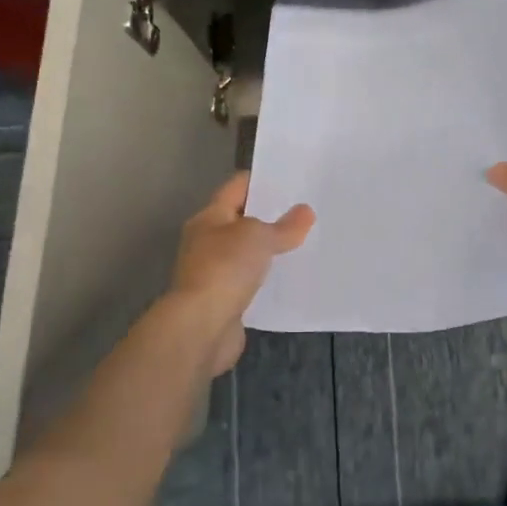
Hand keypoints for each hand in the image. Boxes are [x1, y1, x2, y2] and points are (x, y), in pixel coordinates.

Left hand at [169, 173, 314, 376]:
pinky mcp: (223, 301)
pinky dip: (266, 279)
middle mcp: (207, 242)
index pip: (236, 188)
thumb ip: (284, 226)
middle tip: (304, 211)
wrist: (201, 326)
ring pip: (246, 253)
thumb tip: (305, 212)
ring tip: (303, 242)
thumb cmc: (225, 268)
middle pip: (241, 221)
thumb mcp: (259, 238)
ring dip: (268, 250)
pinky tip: (289, 277)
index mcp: (209, 218)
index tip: (290, 179)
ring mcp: (213, 273)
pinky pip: (249, 282)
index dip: (261, 180)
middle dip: (269, 216)